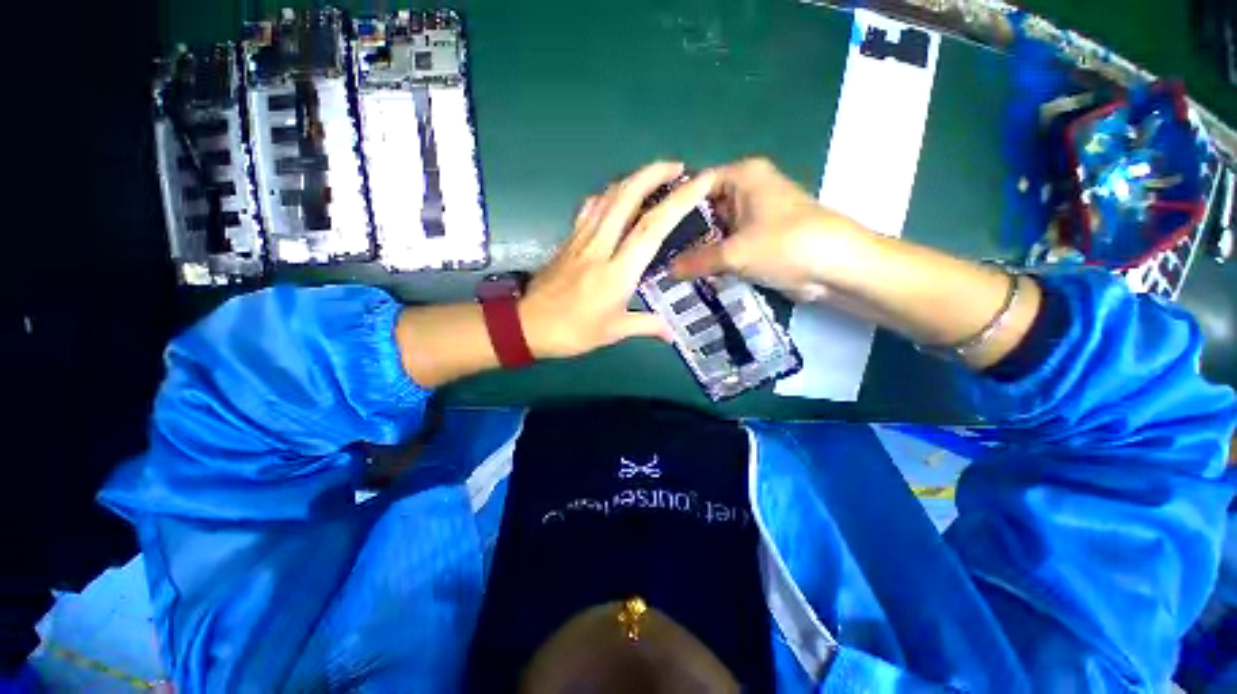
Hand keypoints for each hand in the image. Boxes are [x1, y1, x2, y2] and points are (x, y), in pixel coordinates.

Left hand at [518, 161, 719, 359]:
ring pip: (607, 196)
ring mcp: (581, 238)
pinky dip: (607, 194)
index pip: (652, 227)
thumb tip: (672, 334)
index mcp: (617, 271)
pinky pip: (590, 207)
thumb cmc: (574, 331)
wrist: (528, 325)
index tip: (702, 179)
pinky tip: (616, 197)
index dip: (680, 200)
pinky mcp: (568, 238)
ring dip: (632, 178)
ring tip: (653, 176)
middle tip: (678, 166)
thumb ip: (647, 326)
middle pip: (627, 196)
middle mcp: (600, 246)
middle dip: (654, 173)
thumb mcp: (614, 331)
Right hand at [670, 158, 871, 301]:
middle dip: (683, 232)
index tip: (650, 228)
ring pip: (716, 229)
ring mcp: (754, 215)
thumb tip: (667, 271)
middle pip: (704, 208)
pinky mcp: (760, 237)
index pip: (695, 184)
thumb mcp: (735, 253)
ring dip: (698, 248)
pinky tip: (692, 273)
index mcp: (742, 176)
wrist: (836, 267)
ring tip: (668, 265)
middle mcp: (747, 190)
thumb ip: (697, 261)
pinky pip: (729, 244)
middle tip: (656, 253)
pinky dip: (715, 257)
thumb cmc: (785, 245)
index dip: (672, 206)